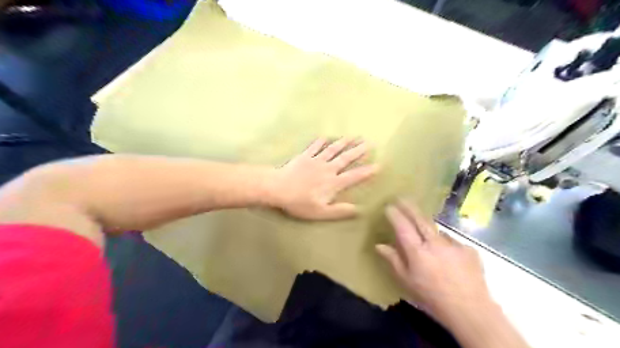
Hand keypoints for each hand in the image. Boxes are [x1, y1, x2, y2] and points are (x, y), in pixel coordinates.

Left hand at [272, 138, 377, 218]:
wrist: (278, 188)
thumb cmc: (299, 203)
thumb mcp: (321, 212)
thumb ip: (340, 211)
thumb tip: (359, 210)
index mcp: (333, 183)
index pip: (354, 176)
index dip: (366, 172)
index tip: (378, 165)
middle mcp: (328, 169)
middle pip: (346, 158)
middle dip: (358, 151)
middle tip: (369, 143)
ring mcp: (316, 160)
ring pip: (333, 150)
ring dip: (343, 143)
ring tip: (353, 136)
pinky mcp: (305, 156)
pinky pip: (314, 147)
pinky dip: (320, 141)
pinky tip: (325, 136)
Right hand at [376, 200, 492, 327]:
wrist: (470, 311)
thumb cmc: (432, 298)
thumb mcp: (407, 281)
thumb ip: (393, 260)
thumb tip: (379, 245)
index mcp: (417, 251)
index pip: (403, 226)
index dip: (395, 214)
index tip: (388, 206)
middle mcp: (435, 243)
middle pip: (420, 219)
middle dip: (409, 207)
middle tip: (402, 198)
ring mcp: (453, 244)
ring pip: (436, 230)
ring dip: (428, 228)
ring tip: (426, 238)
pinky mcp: (468, 249)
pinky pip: (451, 241)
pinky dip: (445, 245)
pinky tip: (448, 257)